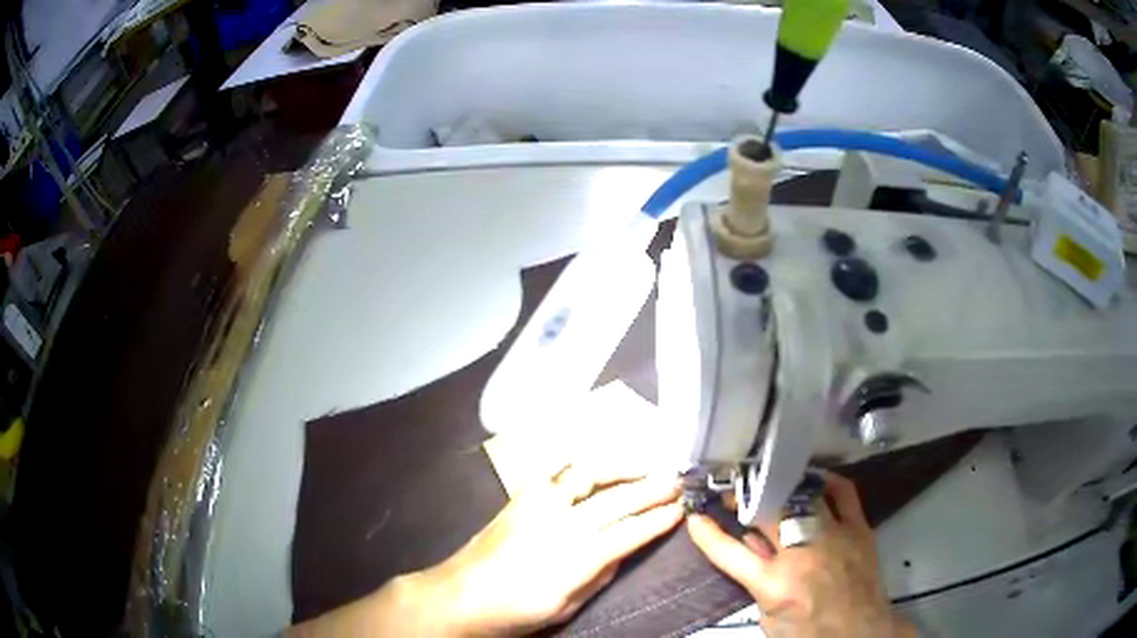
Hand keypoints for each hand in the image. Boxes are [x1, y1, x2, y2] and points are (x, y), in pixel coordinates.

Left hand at [413, 461, 682, 634]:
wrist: (461, 595)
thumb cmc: (516, 611)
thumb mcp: (567, 606)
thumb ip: (600, 575)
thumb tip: (623, 550)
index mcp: (576, 557)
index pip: (630, 531)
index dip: (659, 519)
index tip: (680, 510)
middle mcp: (560, 522)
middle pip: (617, 499)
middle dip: (652, 488)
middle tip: (675, 482)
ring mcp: (538, 504)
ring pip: (587, 473)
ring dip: (620, 466)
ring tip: (643, 466)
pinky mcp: (520, 497)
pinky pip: (556, 472)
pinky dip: (582, 466)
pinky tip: (594, 469)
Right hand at [687, 473, 915, 637]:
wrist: (859, 632)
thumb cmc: (808, 631)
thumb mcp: (769, 617)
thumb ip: (758, 581)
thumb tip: (751, 547)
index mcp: (774, 583)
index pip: (729, 551)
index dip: (707, 532)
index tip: (694, 516)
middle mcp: (802, 553)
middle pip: (767, 512)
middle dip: (743, 497)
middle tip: (731, 492)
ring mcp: (833, 535)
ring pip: (802, 496)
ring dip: (780, 488)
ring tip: (767, 482)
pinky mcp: (858, 528)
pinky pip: (844, 493)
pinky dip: (827, 482)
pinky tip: (813, 480)